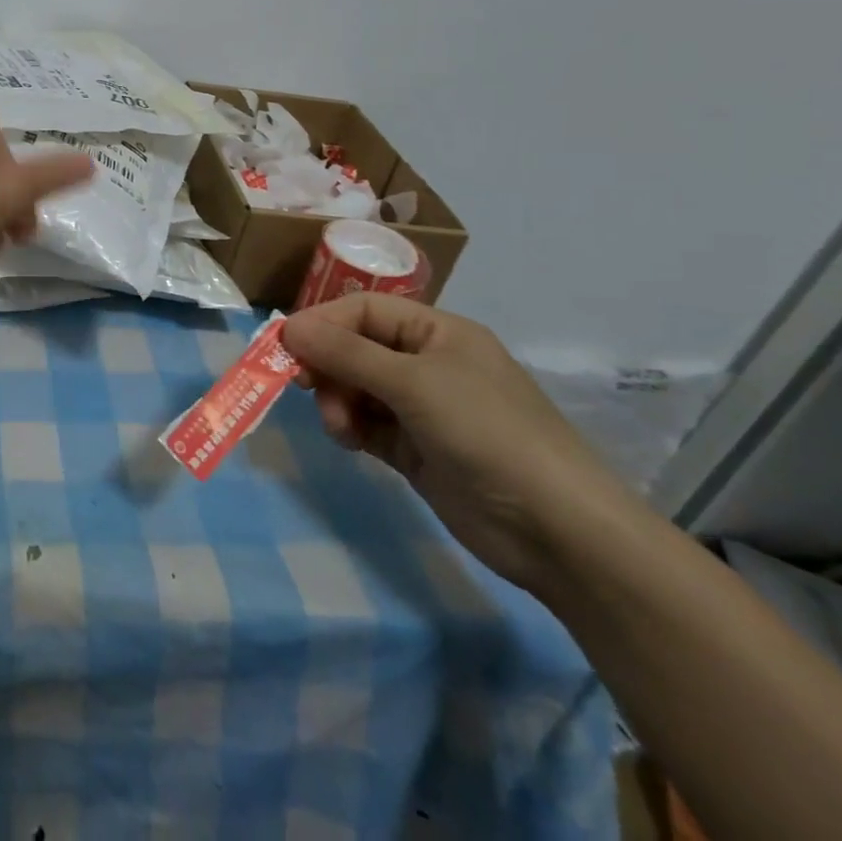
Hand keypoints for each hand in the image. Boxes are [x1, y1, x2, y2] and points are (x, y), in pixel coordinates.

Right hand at [284, 295, 644, 593]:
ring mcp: (421, 408)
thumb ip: (346, 353)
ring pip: (355, 388)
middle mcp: (427, 363)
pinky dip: (350, 428)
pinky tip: (351, 443)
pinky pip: (366, 424)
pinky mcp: (415, 449)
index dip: (323, 322)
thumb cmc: (486, 432)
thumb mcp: (413, 383)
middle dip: (327, 366)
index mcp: (437, 332)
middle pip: (355, 348)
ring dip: (337, 401)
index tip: (285, 345)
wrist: (556, 530)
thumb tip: (288, 326)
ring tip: (339, 426)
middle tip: (304, 387)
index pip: (364, 310)